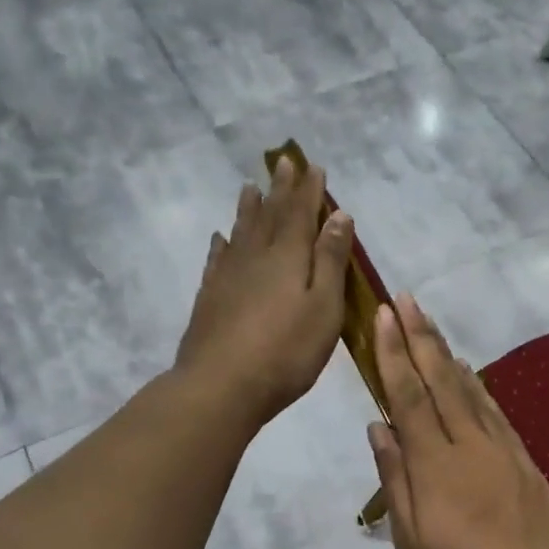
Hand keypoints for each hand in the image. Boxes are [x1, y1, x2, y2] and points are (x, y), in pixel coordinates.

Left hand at [174, 155, 352, 427]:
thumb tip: (338, 216)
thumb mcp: (324, 308)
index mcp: (288, 257)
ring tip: (251, 187)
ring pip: (241, 231)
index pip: (301, 213)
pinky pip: (218, 259)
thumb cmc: (286, 352)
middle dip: (280, 189)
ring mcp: (228, 276)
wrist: (222, 386)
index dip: (309, 190)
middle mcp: (255, 256)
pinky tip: (221, 238)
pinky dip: (223, 244)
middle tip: (283, 162)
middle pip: (270, 215)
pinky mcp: (210, 298)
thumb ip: (330, 261)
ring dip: (249, 208)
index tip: (313, 166)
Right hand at [368, 294, 548, 548]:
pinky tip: (470, 373)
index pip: (409, 396)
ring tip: (431, 325)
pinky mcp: (526, 461)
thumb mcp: (411, 539)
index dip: (393, 354)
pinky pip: (497, 413)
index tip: (383, 316)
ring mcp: (504, 450)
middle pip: (442, 381)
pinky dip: (479, 387)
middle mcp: (471, 445)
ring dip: (448, 354)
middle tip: (407, 299)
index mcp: (436, 465)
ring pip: (472, 390)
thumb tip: (379, 426)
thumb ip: (395, 477)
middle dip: (421, 337)